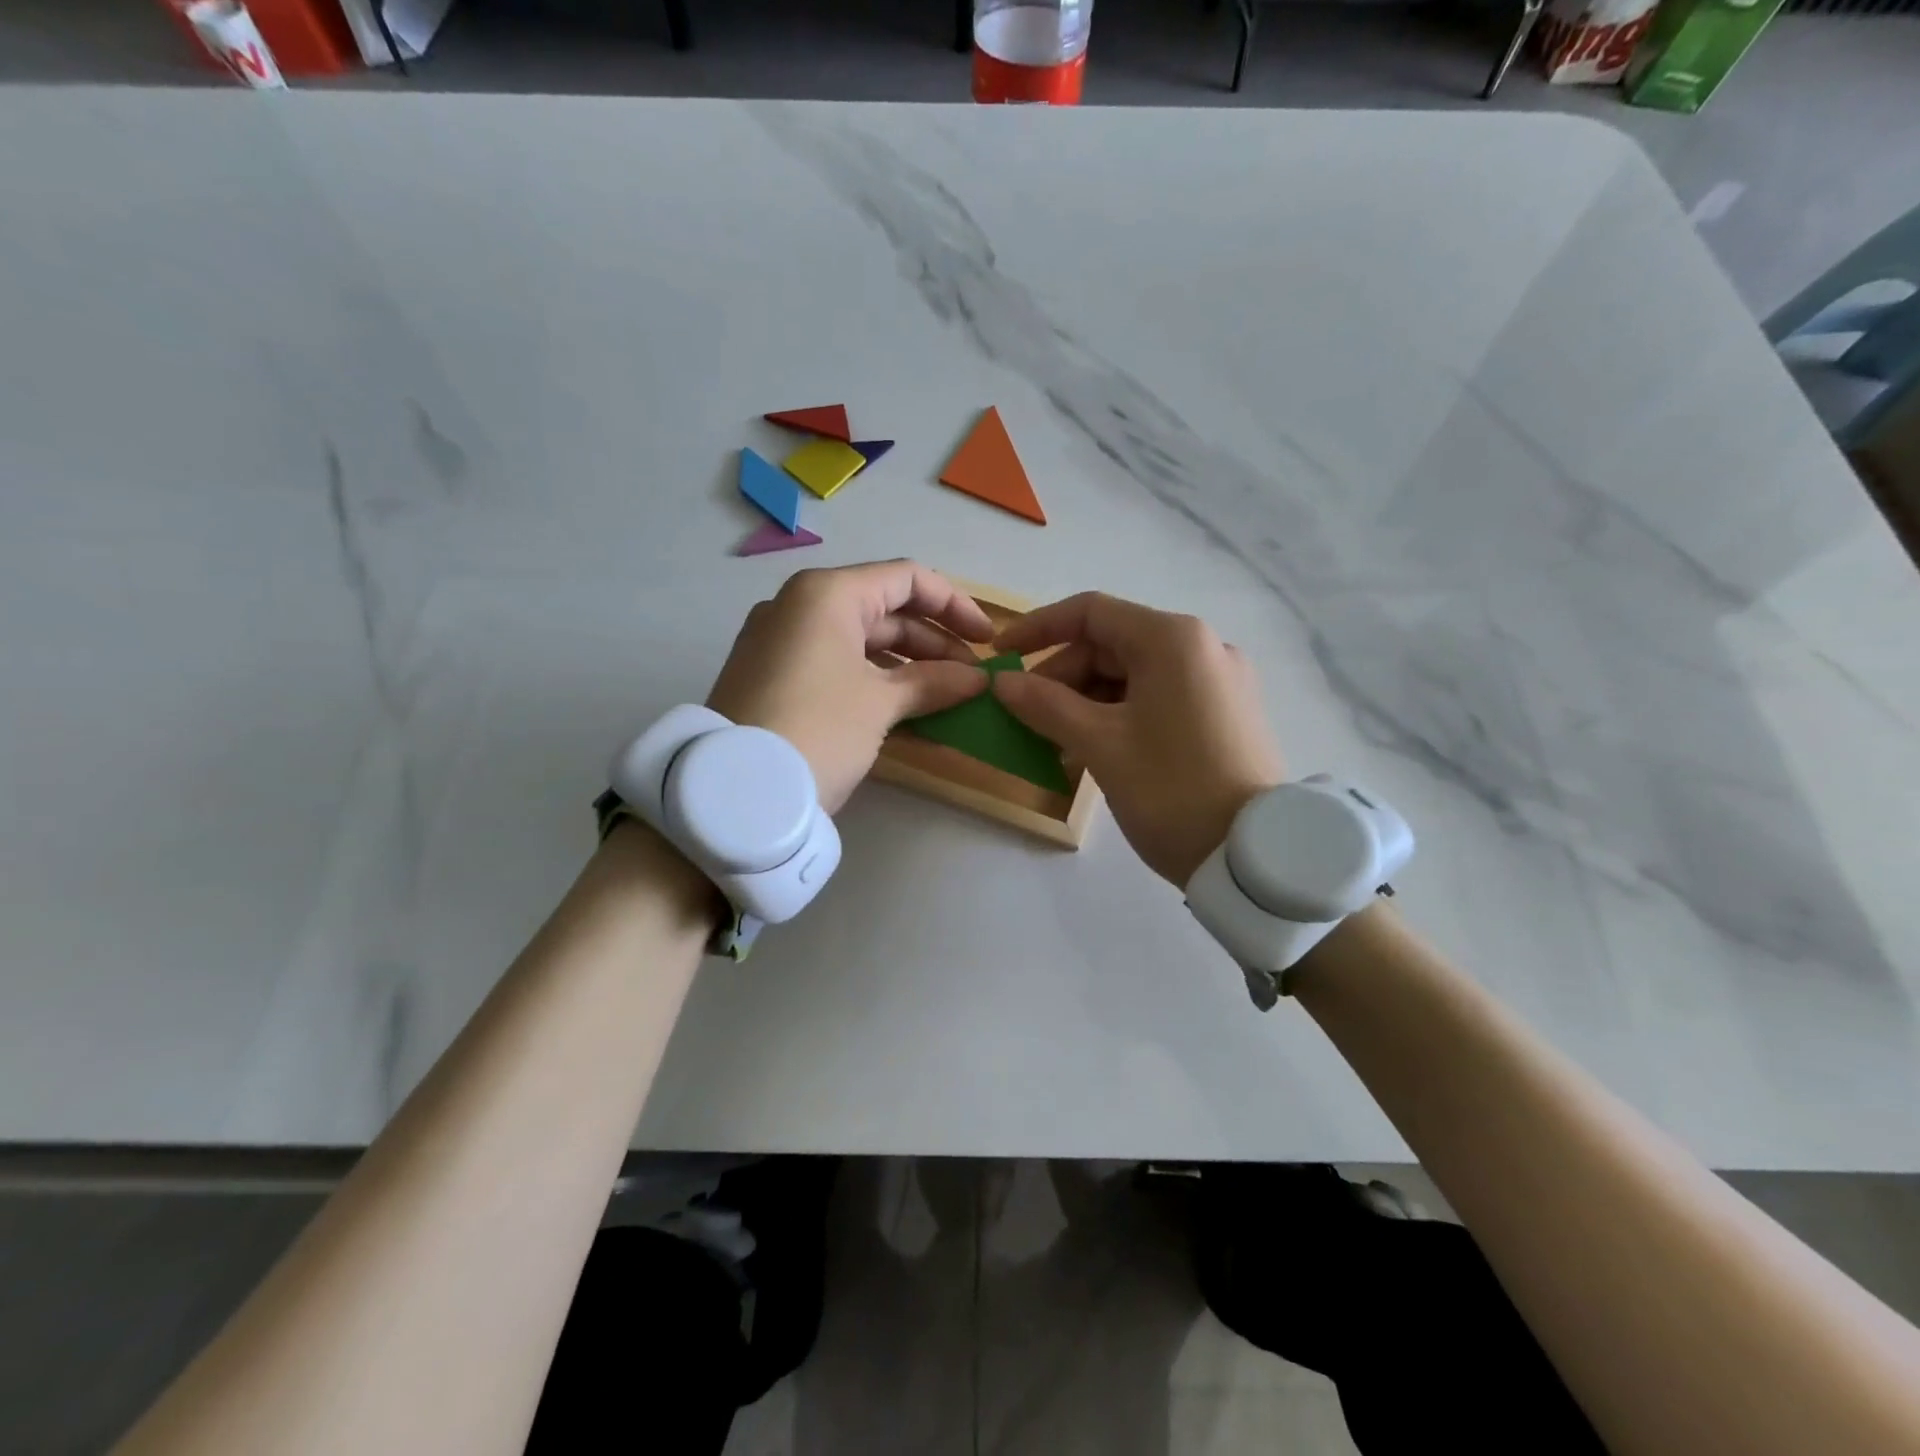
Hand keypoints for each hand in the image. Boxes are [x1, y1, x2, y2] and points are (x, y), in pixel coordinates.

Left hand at [706, 561, 993, 812]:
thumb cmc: (817, 730)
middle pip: (884, 610)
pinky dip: (874, 681)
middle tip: (971, 679)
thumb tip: (978, 680)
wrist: (736, 795)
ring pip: (861, 641)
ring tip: (947, 696)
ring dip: (908, 666)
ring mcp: (781, 642)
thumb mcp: (880, 704)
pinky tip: (906, 708)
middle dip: (934, 642)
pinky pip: (836, 666)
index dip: (955, 605)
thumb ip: (933, 683)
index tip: (987, 640)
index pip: (907, 579)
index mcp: (826, 594)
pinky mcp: (773, 677)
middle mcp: (800, 607)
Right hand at [993, 593, 1285, 886]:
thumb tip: (1002, 681)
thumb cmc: (1171, 790)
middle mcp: (1202, 647)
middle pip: (1113, 645)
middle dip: (1062, 678)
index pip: (1091, 612)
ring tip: (1054, 743)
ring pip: (1134, 675)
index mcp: (1172, 640)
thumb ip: (1045, 705)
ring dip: (1087, 702)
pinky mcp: (1226, 714)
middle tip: (1026, 718)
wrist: (1253, 858)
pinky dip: (1120, 716)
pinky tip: (1094, 750)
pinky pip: (1159, 698)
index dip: (1038, 628)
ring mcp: (1219, 681)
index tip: (1001, 655)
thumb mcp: (1100, 745)